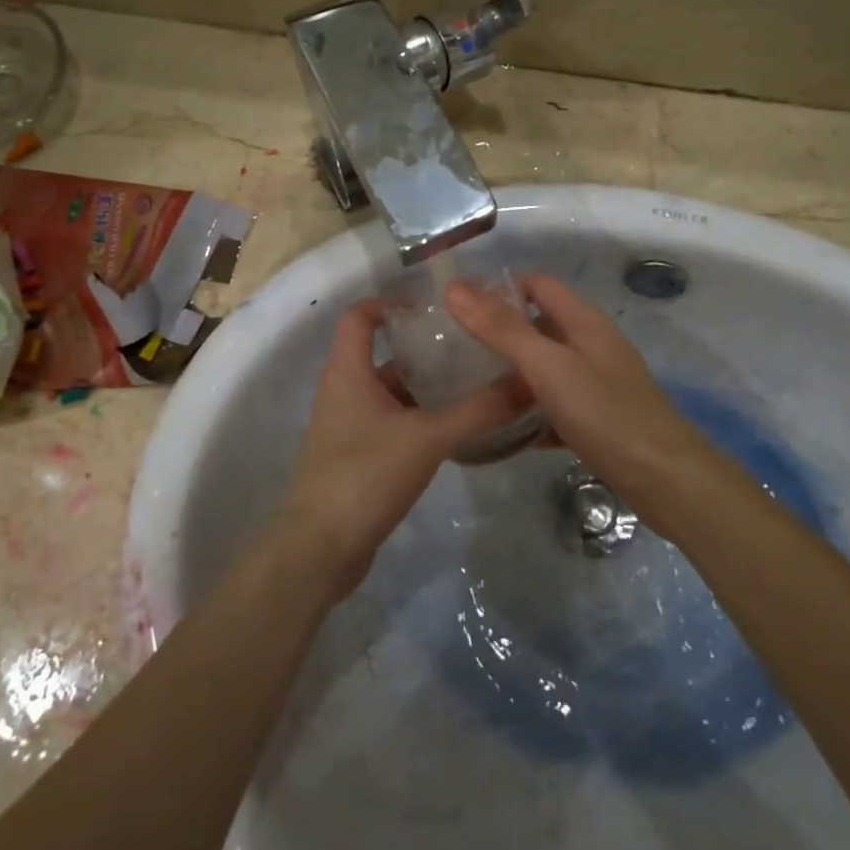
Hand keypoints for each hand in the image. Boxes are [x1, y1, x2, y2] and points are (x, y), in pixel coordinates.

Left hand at [276, 298, 530, 597]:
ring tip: (472, 379)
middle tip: (469, 341)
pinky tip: (454, 426)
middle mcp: (343, 391)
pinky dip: (418, 417)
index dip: (390, 302)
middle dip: (421, 346)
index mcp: (347, 371)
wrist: (320, 548)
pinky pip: (390, 422)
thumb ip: (478, 410)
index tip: (433, 301)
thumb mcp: (428, 437)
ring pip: (389, 391)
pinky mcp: (357, 457)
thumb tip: (529, 381)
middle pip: (380, 353)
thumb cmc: (365, 475)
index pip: (359, 316)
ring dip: (424, 385)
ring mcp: (348, 426)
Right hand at [444, 274, 721, 528]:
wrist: (665, 479)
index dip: (500, 286)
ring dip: (514, 374)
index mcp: (584, 322)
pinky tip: (509, 430)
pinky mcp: (600, 419)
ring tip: (471, 387)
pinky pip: (558, 406)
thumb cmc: (605, 413)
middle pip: (541, 326)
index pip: (538, 284)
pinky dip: (534, 412)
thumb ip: (502, 328)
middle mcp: (593, 346)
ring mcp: (599, 384)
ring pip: (548, 368)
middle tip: (455, 349)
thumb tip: (455, 287)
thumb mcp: (548, 367)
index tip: (459, 305)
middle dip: (501, 332)